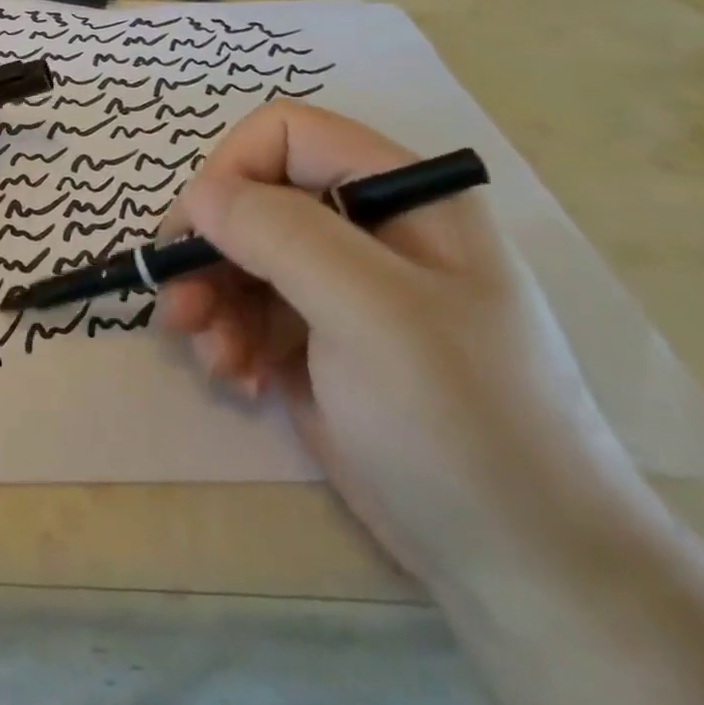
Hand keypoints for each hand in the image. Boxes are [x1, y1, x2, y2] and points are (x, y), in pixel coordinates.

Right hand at [156, 101, 649, 592]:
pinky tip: (239, 378)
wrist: (524, 569)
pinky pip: (246, 308)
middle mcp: (364, 227)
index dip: (231, 171)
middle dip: (207, 250)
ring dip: (209, 300)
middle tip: (180, 307)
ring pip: (237, 254)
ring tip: (211, 356)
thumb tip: (199, 195)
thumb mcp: (371, 312)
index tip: (196, 235)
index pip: (286, 135)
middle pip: (251, 199)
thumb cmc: (461, 421)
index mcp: (398, 195)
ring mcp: (339, 285)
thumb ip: (280, 234)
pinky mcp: (317, 337)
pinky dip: (228, 336)